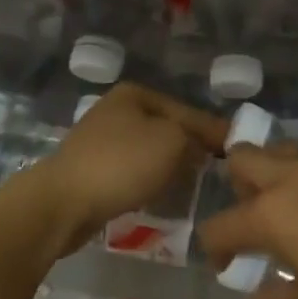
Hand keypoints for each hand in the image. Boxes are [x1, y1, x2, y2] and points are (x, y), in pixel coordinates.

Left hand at [30, 82, 227, 251]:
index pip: (187, 111)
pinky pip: (131, 172)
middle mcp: (116, 110)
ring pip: (149, 151)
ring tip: (193, 185)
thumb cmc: (121, 164)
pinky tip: (160, 195)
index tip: (236, 150)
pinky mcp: (90, 170)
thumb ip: (195, 138)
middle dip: (190, 148)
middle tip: (217, 170)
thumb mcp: (172, 141)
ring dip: (169, 166)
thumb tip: (202, 147)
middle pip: (167, 129)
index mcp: (135, 94)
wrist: (60, 204)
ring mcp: (100, 140)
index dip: (213, 131)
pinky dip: (148, 181)